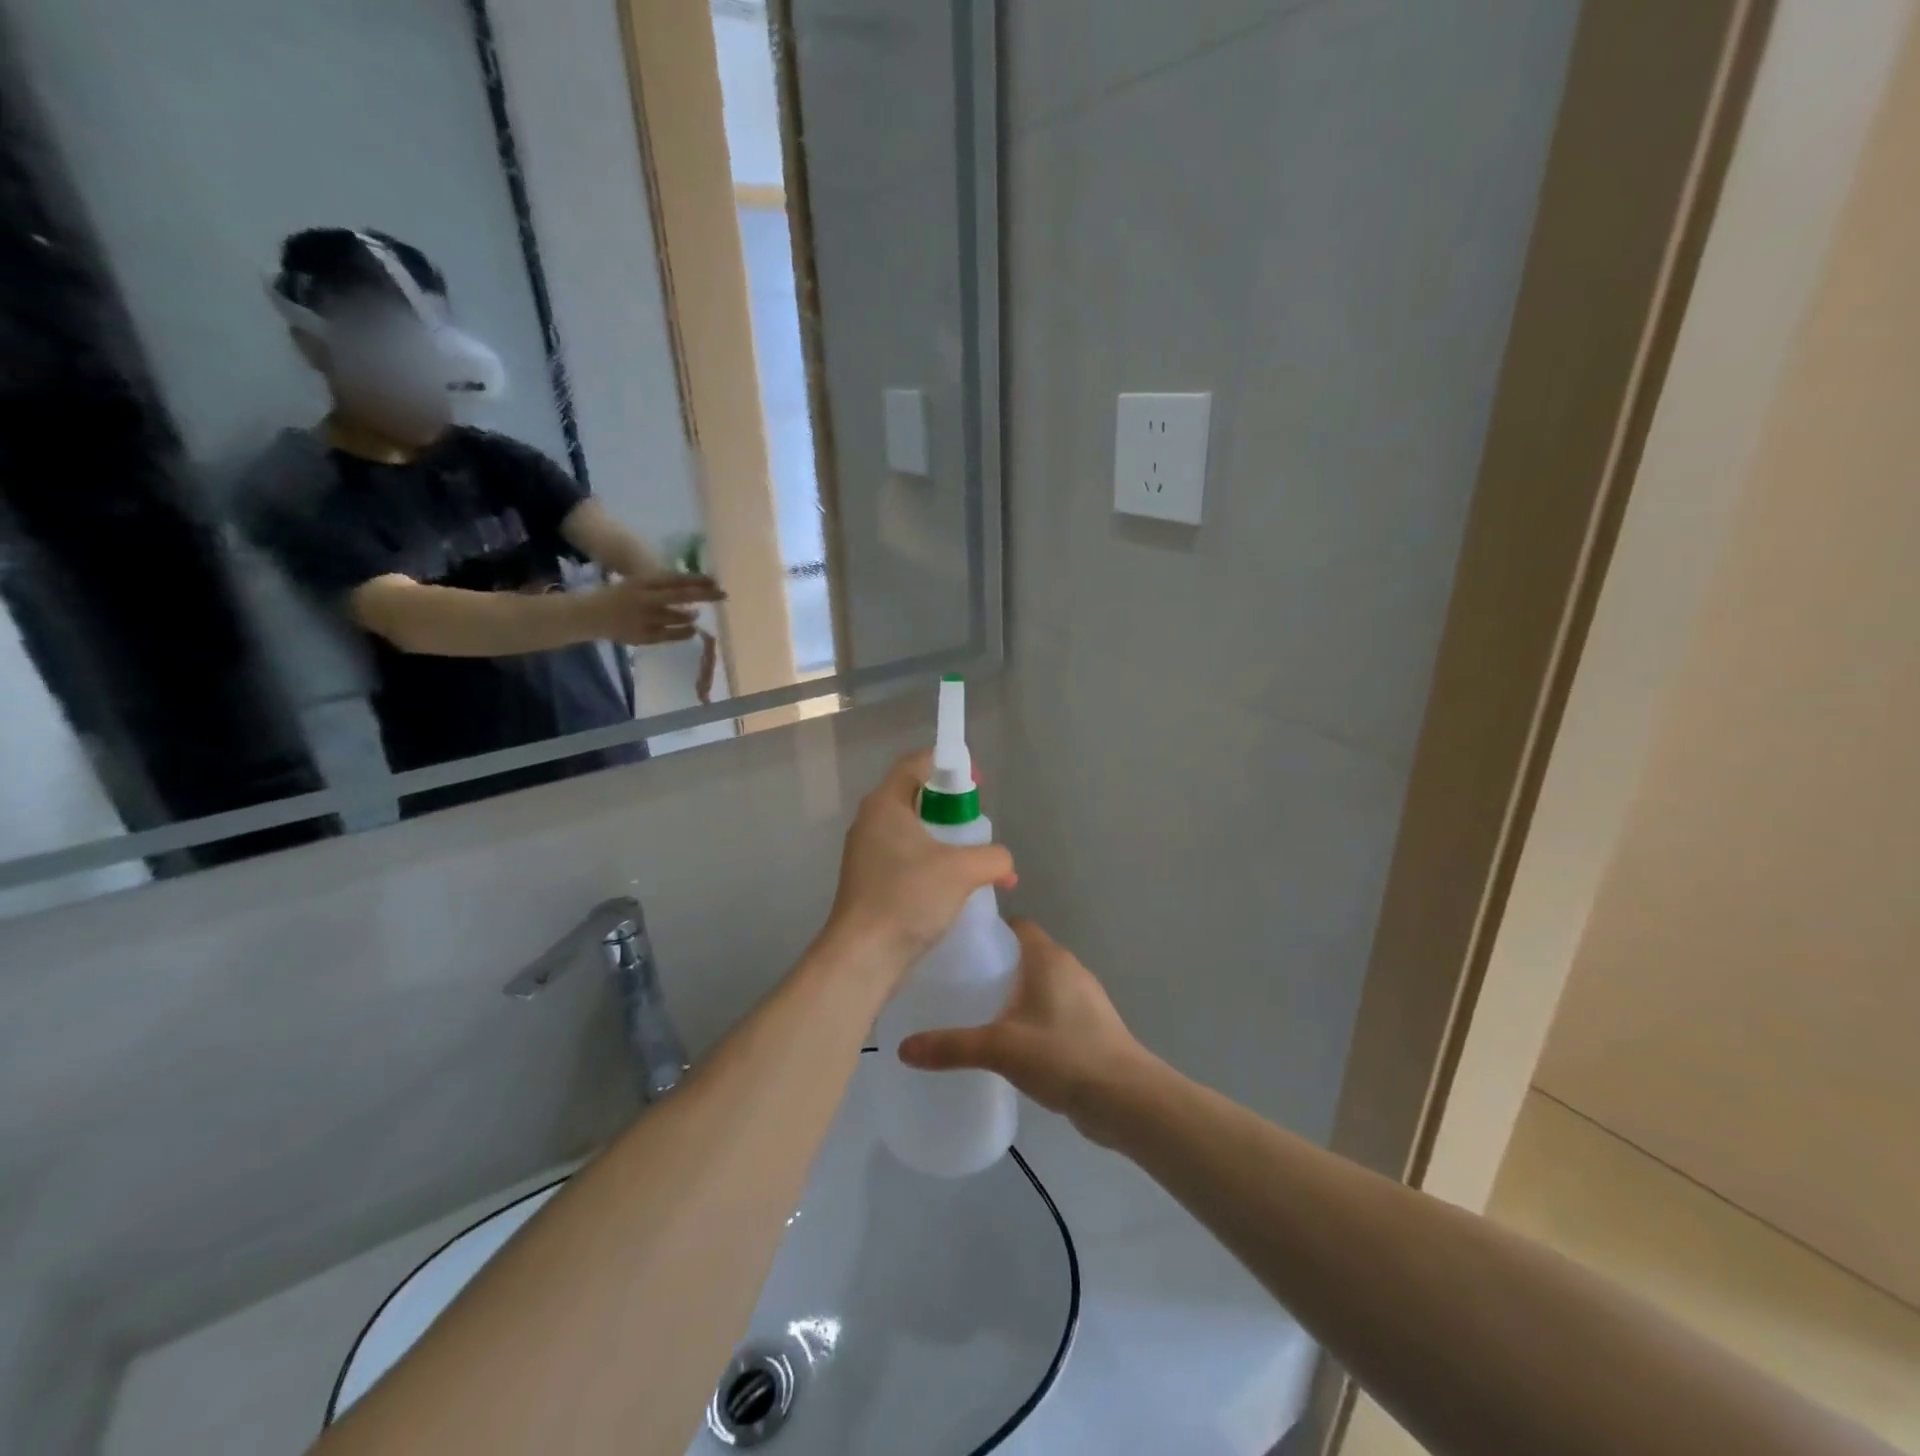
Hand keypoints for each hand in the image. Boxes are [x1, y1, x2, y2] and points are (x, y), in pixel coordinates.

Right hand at [590, 574, 724, 645]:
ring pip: (675, 616)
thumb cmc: (619, 596)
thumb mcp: (638, 584)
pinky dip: (682, 633)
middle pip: (681, 595)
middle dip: (704, 595)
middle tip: (722, 595)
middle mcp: (645, 599)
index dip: (697, 579)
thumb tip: (694, 586)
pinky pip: (668, 635)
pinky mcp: (642, 636)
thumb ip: (662, 585)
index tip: (716, 580)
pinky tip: (691, 631)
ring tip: (697, 614)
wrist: (589, 615)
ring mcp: (643, 619)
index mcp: (642, 582)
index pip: (676, 579)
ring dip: (689, 615)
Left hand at [818, 752, 1015, 984]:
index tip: (977, 783)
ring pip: (914, 831)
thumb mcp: (962, 870)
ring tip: (974, 860)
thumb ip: (993, 857)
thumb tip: (1003, 864)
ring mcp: (868, 852)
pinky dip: (933, 863)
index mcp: (885, 803)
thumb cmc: (908, 898)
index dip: (950, 764)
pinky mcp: (870, 881)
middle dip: (952, 807)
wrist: (863, 956)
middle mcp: (872, 821)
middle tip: (978, 826)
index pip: (917, 763)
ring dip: (946, 840)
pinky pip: (907, 858)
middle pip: (916, 796)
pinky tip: (955, 888)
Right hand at [899, 919, 1150, 1146]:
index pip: (1016, 926)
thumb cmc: (1064, 1055)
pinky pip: (1051, 1009)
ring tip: (975, 1012)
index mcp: (1049, 957)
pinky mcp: (1089, 1026)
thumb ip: (952, 1046)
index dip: (988, 931)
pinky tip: (1009, 1042)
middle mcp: (1068, 968)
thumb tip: (903, 1048)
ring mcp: (1083, 998)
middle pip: (1024, 954)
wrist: (1127, 1100)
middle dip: (993, 965)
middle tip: (956, 982)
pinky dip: (1030, 1016)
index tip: (956, 947)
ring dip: (1012, 993)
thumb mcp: (1000, 1049)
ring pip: (1038, 983)